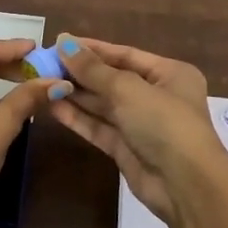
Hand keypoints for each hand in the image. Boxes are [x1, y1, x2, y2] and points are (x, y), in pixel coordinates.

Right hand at [45, 34, 223, 224]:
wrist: (185, 185)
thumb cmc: (164, 123)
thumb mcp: (128, 89)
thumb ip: (93, 69)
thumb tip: (63, 42)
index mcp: (169, 74)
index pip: (125, 54)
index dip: (92, 49)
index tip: (59, 43)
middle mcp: (156, 96)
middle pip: (112, 79)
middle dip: (80, 73)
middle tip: (44, 65)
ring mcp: (140, 124)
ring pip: (103, 105)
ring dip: (75, 95)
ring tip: (42, 83)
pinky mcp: (126, 149)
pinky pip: (99, 127)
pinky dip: (78, 118)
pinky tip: (53, 106)